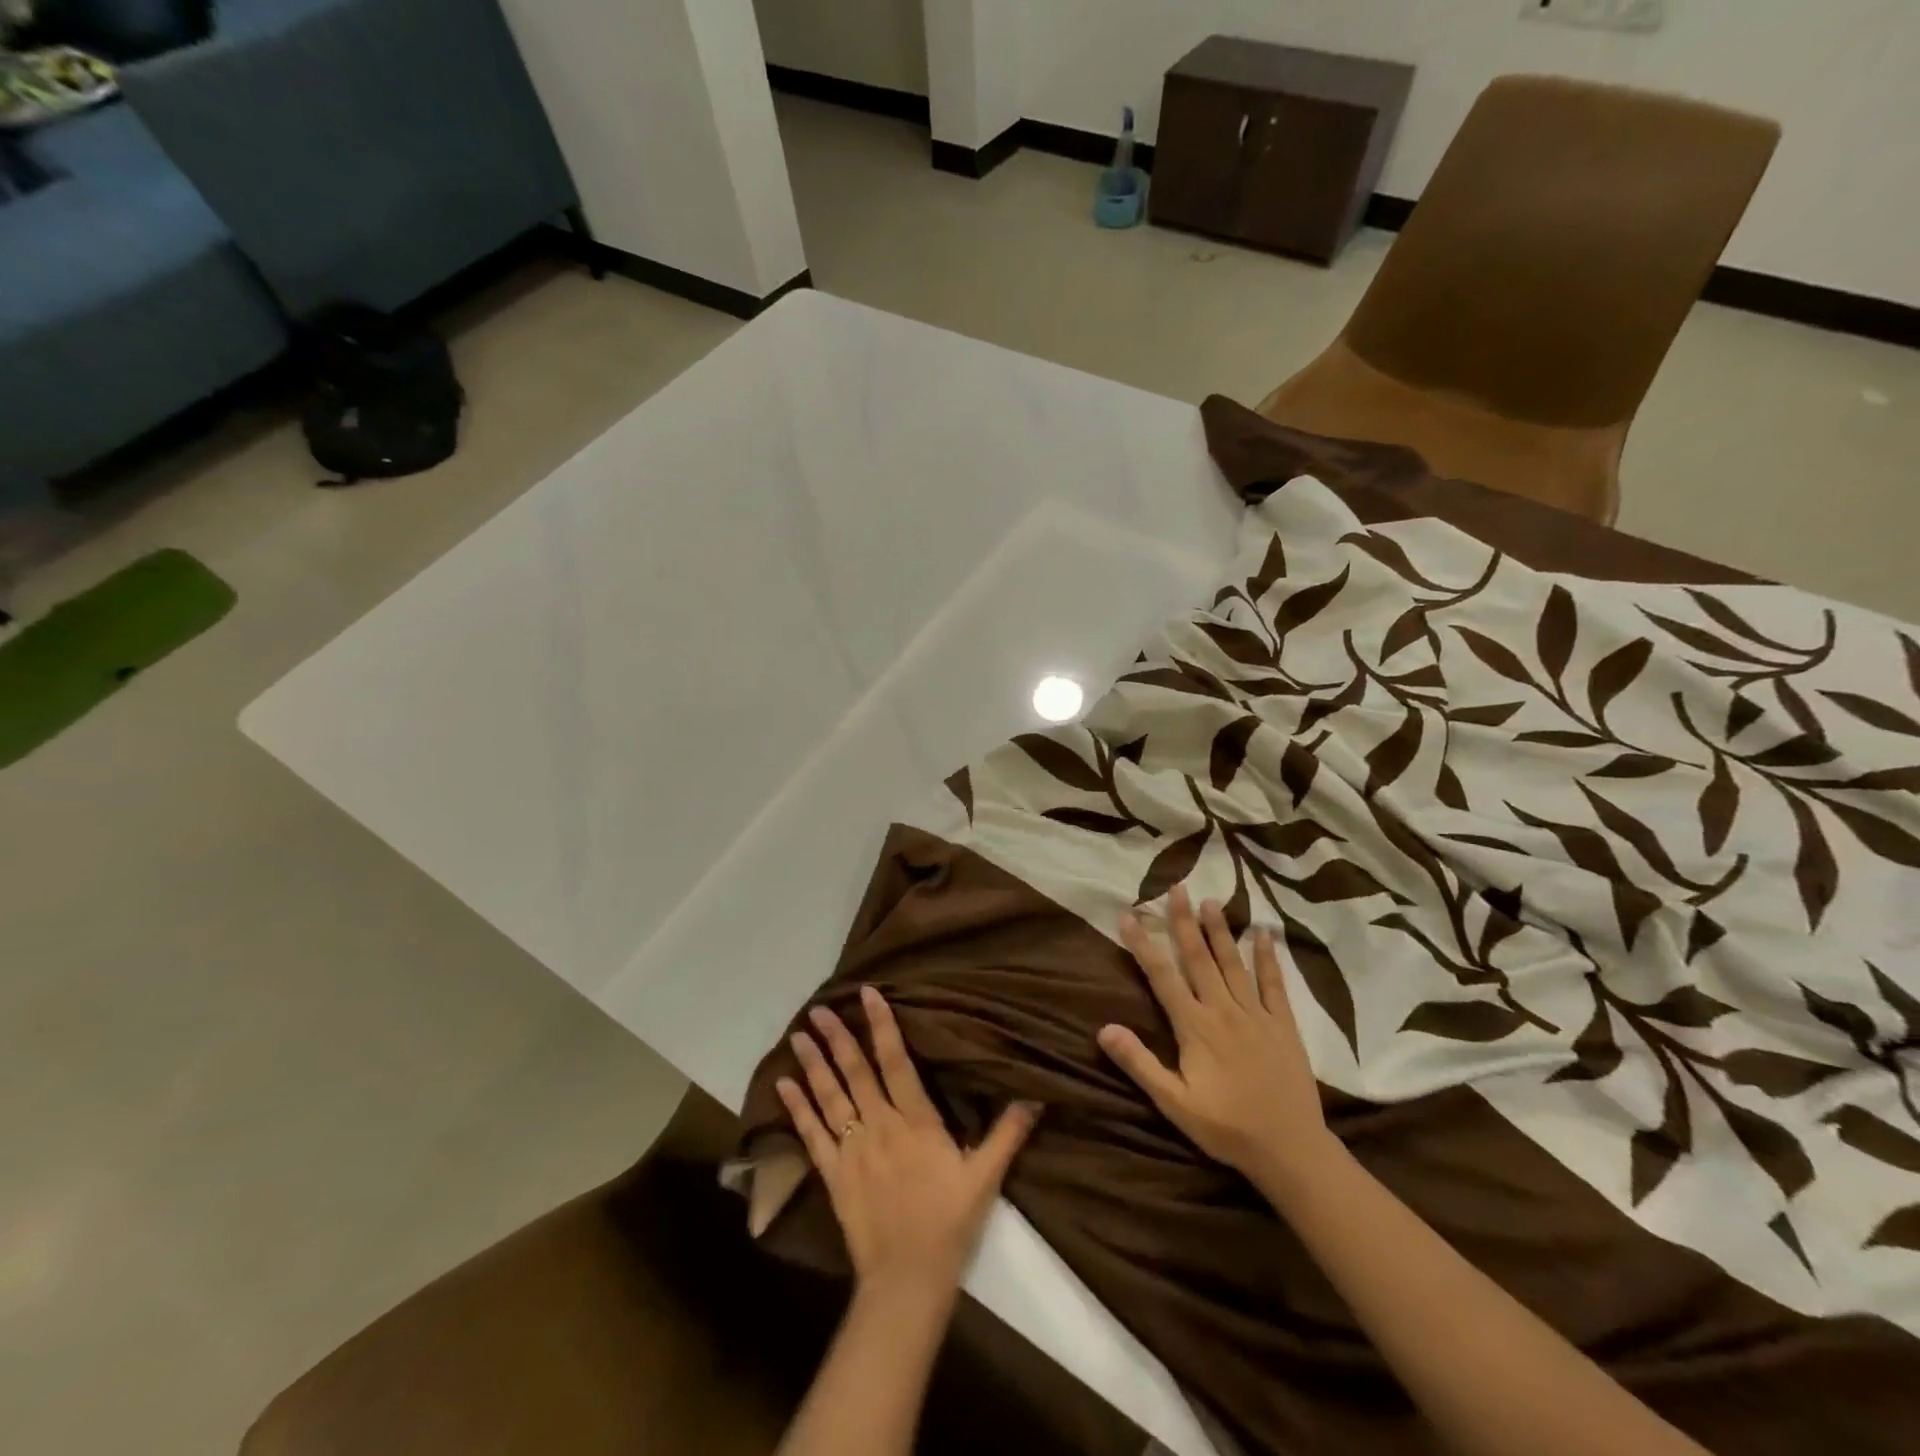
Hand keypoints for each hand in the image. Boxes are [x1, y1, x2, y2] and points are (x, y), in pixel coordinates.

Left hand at [779, 985, 1038, 1299]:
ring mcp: (852, 1149)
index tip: (867, 995)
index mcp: (916, 1122)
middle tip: (819, 1009)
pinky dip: (797, 1109)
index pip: (897, 1062)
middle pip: (856, 1073)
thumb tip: (1035, 1096)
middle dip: (838, 1038)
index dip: (882, 1026)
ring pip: (830, 1097)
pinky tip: (783, 1085)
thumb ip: (1008, 1134)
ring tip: (799, 1035)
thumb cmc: (949, 1224)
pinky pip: (811, 1135)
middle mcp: (879, 1126)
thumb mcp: (986, 1177)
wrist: (907, 1281)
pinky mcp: (833, 1174)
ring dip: (813, 1065)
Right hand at [1099, 885, 1337, 1188]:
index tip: (1128, 916)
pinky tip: (1264, 934)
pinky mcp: (1283, 1024)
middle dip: (1184, 921)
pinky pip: (1274, 984)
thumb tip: (1103, 1028)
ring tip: (1210, 900)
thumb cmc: (1226, 1127)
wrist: (1289, 1149)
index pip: (1162, 976)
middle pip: (1198, 958)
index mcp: (1194, 1026)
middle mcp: (1222, 1010)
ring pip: (1233, 963)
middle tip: (1176, 887)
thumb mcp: (1174, 1102)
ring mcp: (1256, 1014)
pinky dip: (1268, 957)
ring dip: (1220, 930)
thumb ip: (1139, 1063)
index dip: (1143, 945)